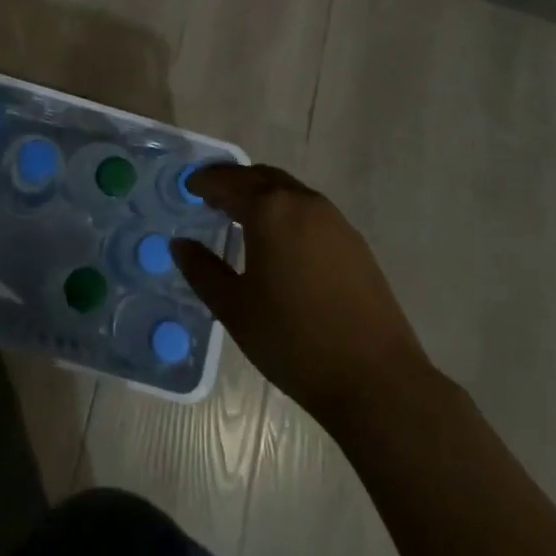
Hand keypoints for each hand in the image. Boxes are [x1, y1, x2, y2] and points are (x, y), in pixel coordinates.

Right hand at [172, 164, 434, 429]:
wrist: (376, 378)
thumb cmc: (293, 341)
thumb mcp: (235, 308)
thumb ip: (202, 270)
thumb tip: (180, 244)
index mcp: (270, 211)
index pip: (229, 182)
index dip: (206, 182)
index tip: (189, 186)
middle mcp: (303, 202)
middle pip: (261, 177)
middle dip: (234, 181)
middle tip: (211, 194)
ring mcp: (335, 220)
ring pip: (289, 191)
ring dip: (262, 194)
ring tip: (241, 215)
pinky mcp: (354, 242)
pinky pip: (310, 210)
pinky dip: (285, 211)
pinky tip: (279, 240)